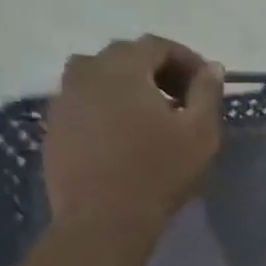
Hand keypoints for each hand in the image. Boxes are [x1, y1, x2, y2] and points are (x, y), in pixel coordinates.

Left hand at [43, 36, 222, 227]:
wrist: (103, 220)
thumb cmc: (158, 174)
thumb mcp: (200, 134)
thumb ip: (207, 94)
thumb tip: (211, 68)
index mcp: (123, 68)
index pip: (157, 45)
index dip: (186, 59)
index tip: (205, 84)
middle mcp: (86, 71)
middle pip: (125, 56)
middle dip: (156, 70)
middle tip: (181, 100)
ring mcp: (64, 99)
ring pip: (98, 77)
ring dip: (127, 87)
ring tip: (149, 116)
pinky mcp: (54, 127)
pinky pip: (83, 102)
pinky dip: (105, 107)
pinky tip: (122, 136)